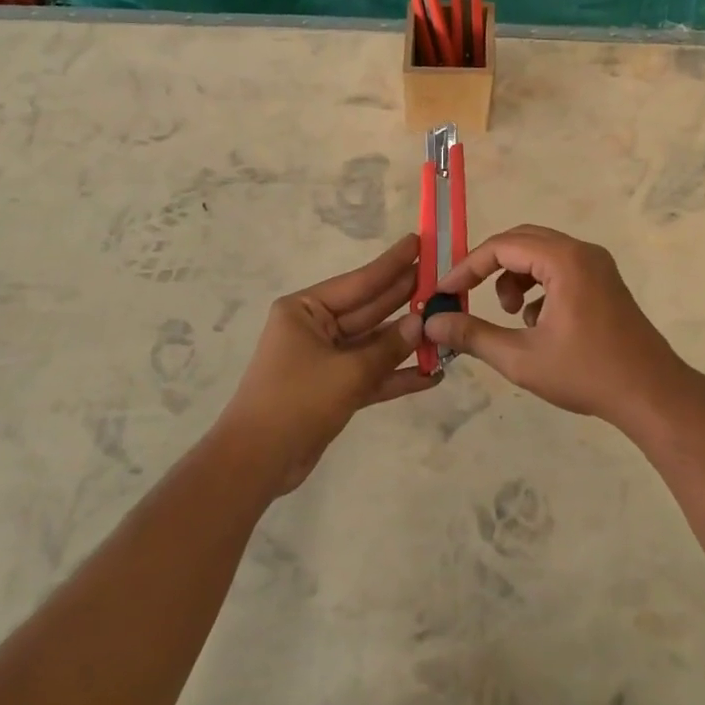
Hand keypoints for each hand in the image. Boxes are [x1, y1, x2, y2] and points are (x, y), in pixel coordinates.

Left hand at [215, 234, 429, 493]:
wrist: (257, 462)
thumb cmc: (296, 401)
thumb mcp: (347, 372)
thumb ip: (388, 347)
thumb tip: (422, 323)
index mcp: (305, 309)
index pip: (359, 281)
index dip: (392, 264)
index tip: (419, 242)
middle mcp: (315, 328)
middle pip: (369, 309)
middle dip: (405, 298)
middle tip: (443, 278)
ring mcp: (325, 359)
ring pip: (374, 343)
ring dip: (408, 340)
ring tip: (447, 324)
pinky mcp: (334, 389)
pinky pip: (371, 374)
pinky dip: (398, 375)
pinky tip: (433, 375)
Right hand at [421, 224, 703, 429]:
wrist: (652, 394)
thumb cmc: (586, 374)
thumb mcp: (521, 358)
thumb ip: (472, 335)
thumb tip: (432, 323)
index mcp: (564, 260)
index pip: (502, 246)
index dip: (467, 267)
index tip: (444, 292)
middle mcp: (582, 251)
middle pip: (521, 241)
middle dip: (490, 267)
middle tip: (466, 295)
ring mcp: (597, 265)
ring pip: (540, 254)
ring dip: (515, 277)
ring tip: (510, 315)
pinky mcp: (604, 281)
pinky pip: (559, 267)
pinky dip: (538, 285)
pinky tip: (537, 323)